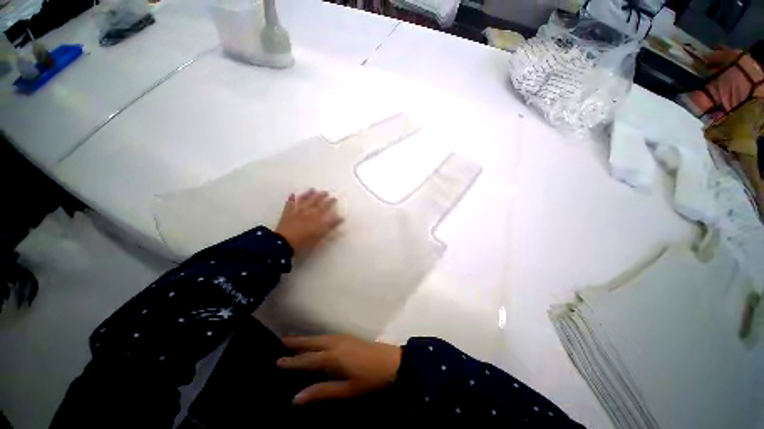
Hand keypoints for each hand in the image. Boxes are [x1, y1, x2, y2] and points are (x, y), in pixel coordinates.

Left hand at [275, 189, 342, 253]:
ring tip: (314, 189)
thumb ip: (330, 227)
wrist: (283, 243)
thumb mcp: (320, 237)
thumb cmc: (303, 243)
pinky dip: (292, 198)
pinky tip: (293, 194)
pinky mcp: (288, 212)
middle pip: (318, 203)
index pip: (327, 209)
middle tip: (328, 193)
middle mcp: (309, 212)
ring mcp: (298, 211)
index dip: (332, 204)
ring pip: (306, 200)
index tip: (336, 199)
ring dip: (310, 194)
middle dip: (324, 197)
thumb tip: (340, 218)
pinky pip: (291, 203)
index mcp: (318, 218)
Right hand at [277, 335, 401, 404]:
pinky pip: (328, 335)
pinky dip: (318, 337)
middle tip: (281, 341)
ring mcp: (343, 338)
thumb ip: (322, 392)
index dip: (292, 362)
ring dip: (307, 338)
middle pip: (313, 342)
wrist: (391, 362)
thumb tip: (296, 398)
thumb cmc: (369, 380)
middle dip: (297, 342)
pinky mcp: (349, 337)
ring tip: (295, 339)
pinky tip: (317, 340)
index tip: (277, 361)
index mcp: (333, 356)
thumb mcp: (346, 390)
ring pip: (320, 337)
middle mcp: (335, 343)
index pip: (307, 359)